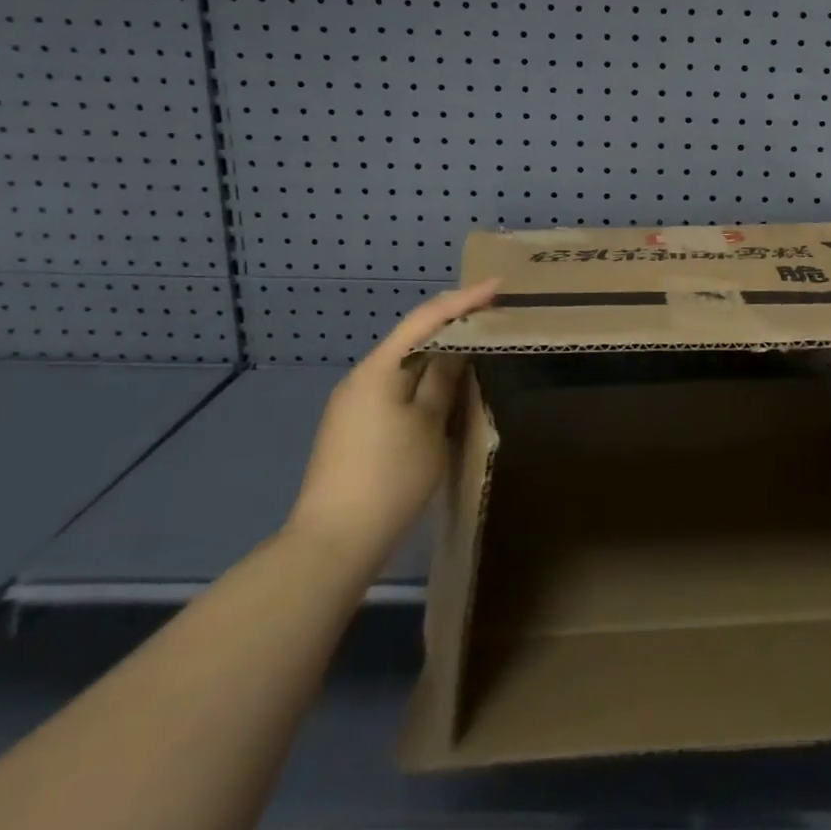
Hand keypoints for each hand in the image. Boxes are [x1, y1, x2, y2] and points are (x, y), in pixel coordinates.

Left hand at [285, 280, 497, 568]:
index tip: (498, 286)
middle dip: (451, 323)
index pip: (426, 318)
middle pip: (412, 337)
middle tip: (491, 313)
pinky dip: (425, 378)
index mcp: (379, 369)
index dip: (464, 299)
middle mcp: (361, 378)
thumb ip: (444, 380)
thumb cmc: (389, 478)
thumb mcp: (428, 425)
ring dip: (440, 352)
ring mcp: (354, 404)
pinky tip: (445, 388)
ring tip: (476, 346)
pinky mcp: (354, 427)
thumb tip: (456, 348)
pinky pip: (397, 386)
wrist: (332, 543)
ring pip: (405, 364)